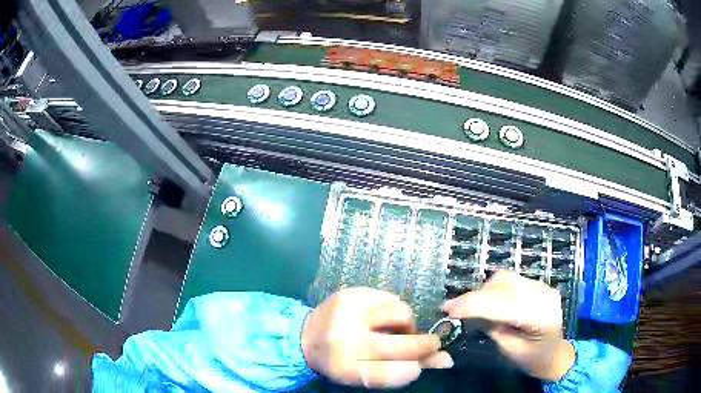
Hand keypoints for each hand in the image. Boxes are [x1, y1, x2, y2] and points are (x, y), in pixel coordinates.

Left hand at [301, 287, 452, 388]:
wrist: (306, 337)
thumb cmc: (341, 362)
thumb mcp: (368, 372)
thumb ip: (407, 368)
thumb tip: (446, 360)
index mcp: (345, 369)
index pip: (387, 374)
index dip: (411, 370)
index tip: (418, 366)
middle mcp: (344, 341)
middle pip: (398, 345)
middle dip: (423, 344)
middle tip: (430, 343)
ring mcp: (346, 313)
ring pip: (400, 313)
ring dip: (406, 324)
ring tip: (396, 330)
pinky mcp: (349, 293)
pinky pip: (390, 298)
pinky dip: (393, 310)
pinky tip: (381, 318)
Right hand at [441, 271, 574, 380]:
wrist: (555, 353)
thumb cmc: (533, 359)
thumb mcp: (509, 350)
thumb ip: (493, 328)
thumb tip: (471, 313)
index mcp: (540, 315)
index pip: (502, 304)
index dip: (473, 304)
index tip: (447, 309)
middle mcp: (543, 294)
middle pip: (502, 286)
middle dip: (474, 296)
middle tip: (451, 307)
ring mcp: (542, 285)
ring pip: (504, 278)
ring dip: (483, 291)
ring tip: (468, 306)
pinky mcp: (538, 284)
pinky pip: (510, 280)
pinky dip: (493, 289)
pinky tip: (486, 301)